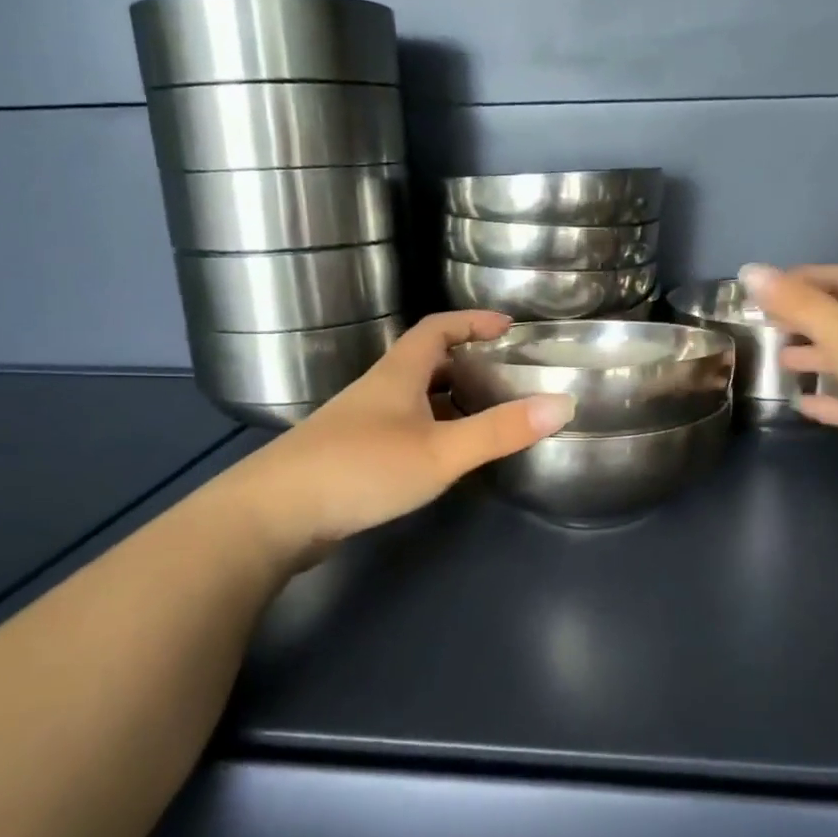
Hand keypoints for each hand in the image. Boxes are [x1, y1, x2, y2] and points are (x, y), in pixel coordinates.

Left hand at [229, 312, 574, 551]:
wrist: (274, 515)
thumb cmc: (361, 469)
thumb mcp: (440, 450)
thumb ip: (500, 430)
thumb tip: (563, 403)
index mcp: (397, 375)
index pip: (437, 328)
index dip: (472, 321)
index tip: (508, 327)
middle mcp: (376, 391)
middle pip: (425, 362)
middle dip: (466, 362)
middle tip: (505, 376)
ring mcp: (358, 425)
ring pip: (412, 400)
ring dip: (448, 400)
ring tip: (485, 416)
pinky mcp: (348, 457)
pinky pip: (400, 429)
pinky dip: (429, 431)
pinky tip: (441, 458)